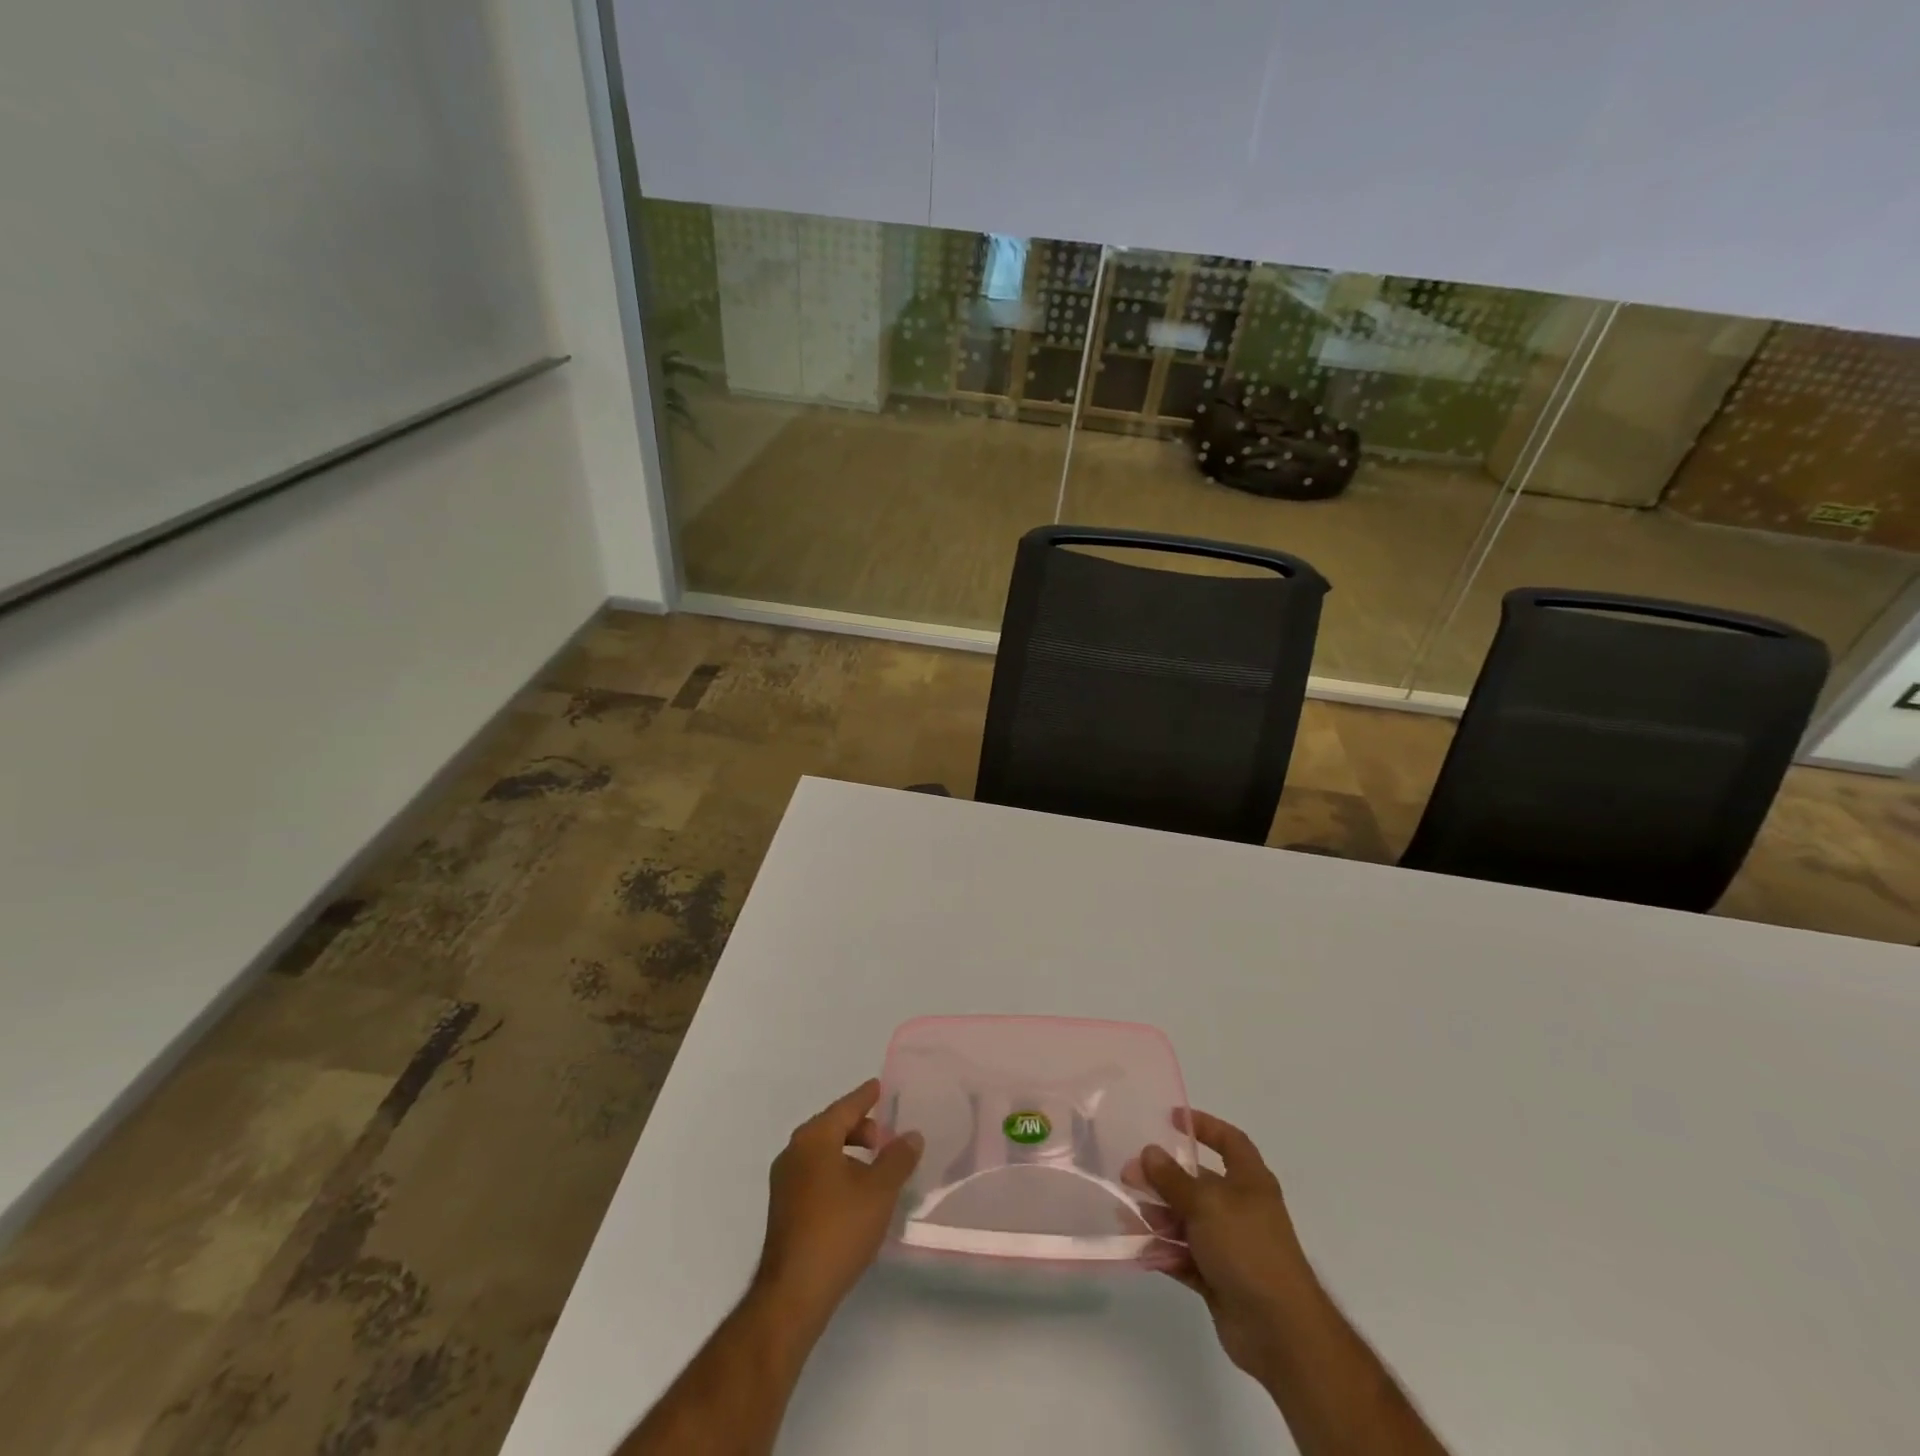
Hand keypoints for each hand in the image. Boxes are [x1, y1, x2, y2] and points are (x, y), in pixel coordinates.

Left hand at [754, 1079, 922, 1325]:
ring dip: (849, 1154)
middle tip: (885, 1138)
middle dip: (860, 1129)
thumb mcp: (879, 1191)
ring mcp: (785, 1182)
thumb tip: (911, 1135)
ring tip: (875, 1169)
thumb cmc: (839, 1230)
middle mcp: (794, 1152)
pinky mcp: (784, 1209)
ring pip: (823, 1153)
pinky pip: (815, 1175)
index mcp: (814, 1139)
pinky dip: (836, 1173)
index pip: (845, 1107)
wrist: (794, 1293)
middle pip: (832, 1127)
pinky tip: (855, 1195)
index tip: (879, 1086)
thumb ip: (898, 1158)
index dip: (865, 1097)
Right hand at [1139, 1109, 1323, 1381]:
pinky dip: (1164, 1251)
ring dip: (1159, 1216)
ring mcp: (1230, 1245)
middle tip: (1129, 1175)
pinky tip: (1138, 1248)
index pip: (1229, 1141)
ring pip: (1187, 1221)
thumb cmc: (1247, 1249)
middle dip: (1164, 1178)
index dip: (1205, 1126)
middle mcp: (1241, 1209)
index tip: (1172, 1119)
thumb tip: (1148, 1152)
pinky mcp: (1219, 1278)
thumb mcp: (1206, 1203)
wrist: (1280, 1331)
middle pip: (1199, 1183)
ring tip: (1128, 1214)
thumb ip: (1173, 1178)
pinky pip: (1185, 1256)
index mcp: (1250, 1182)